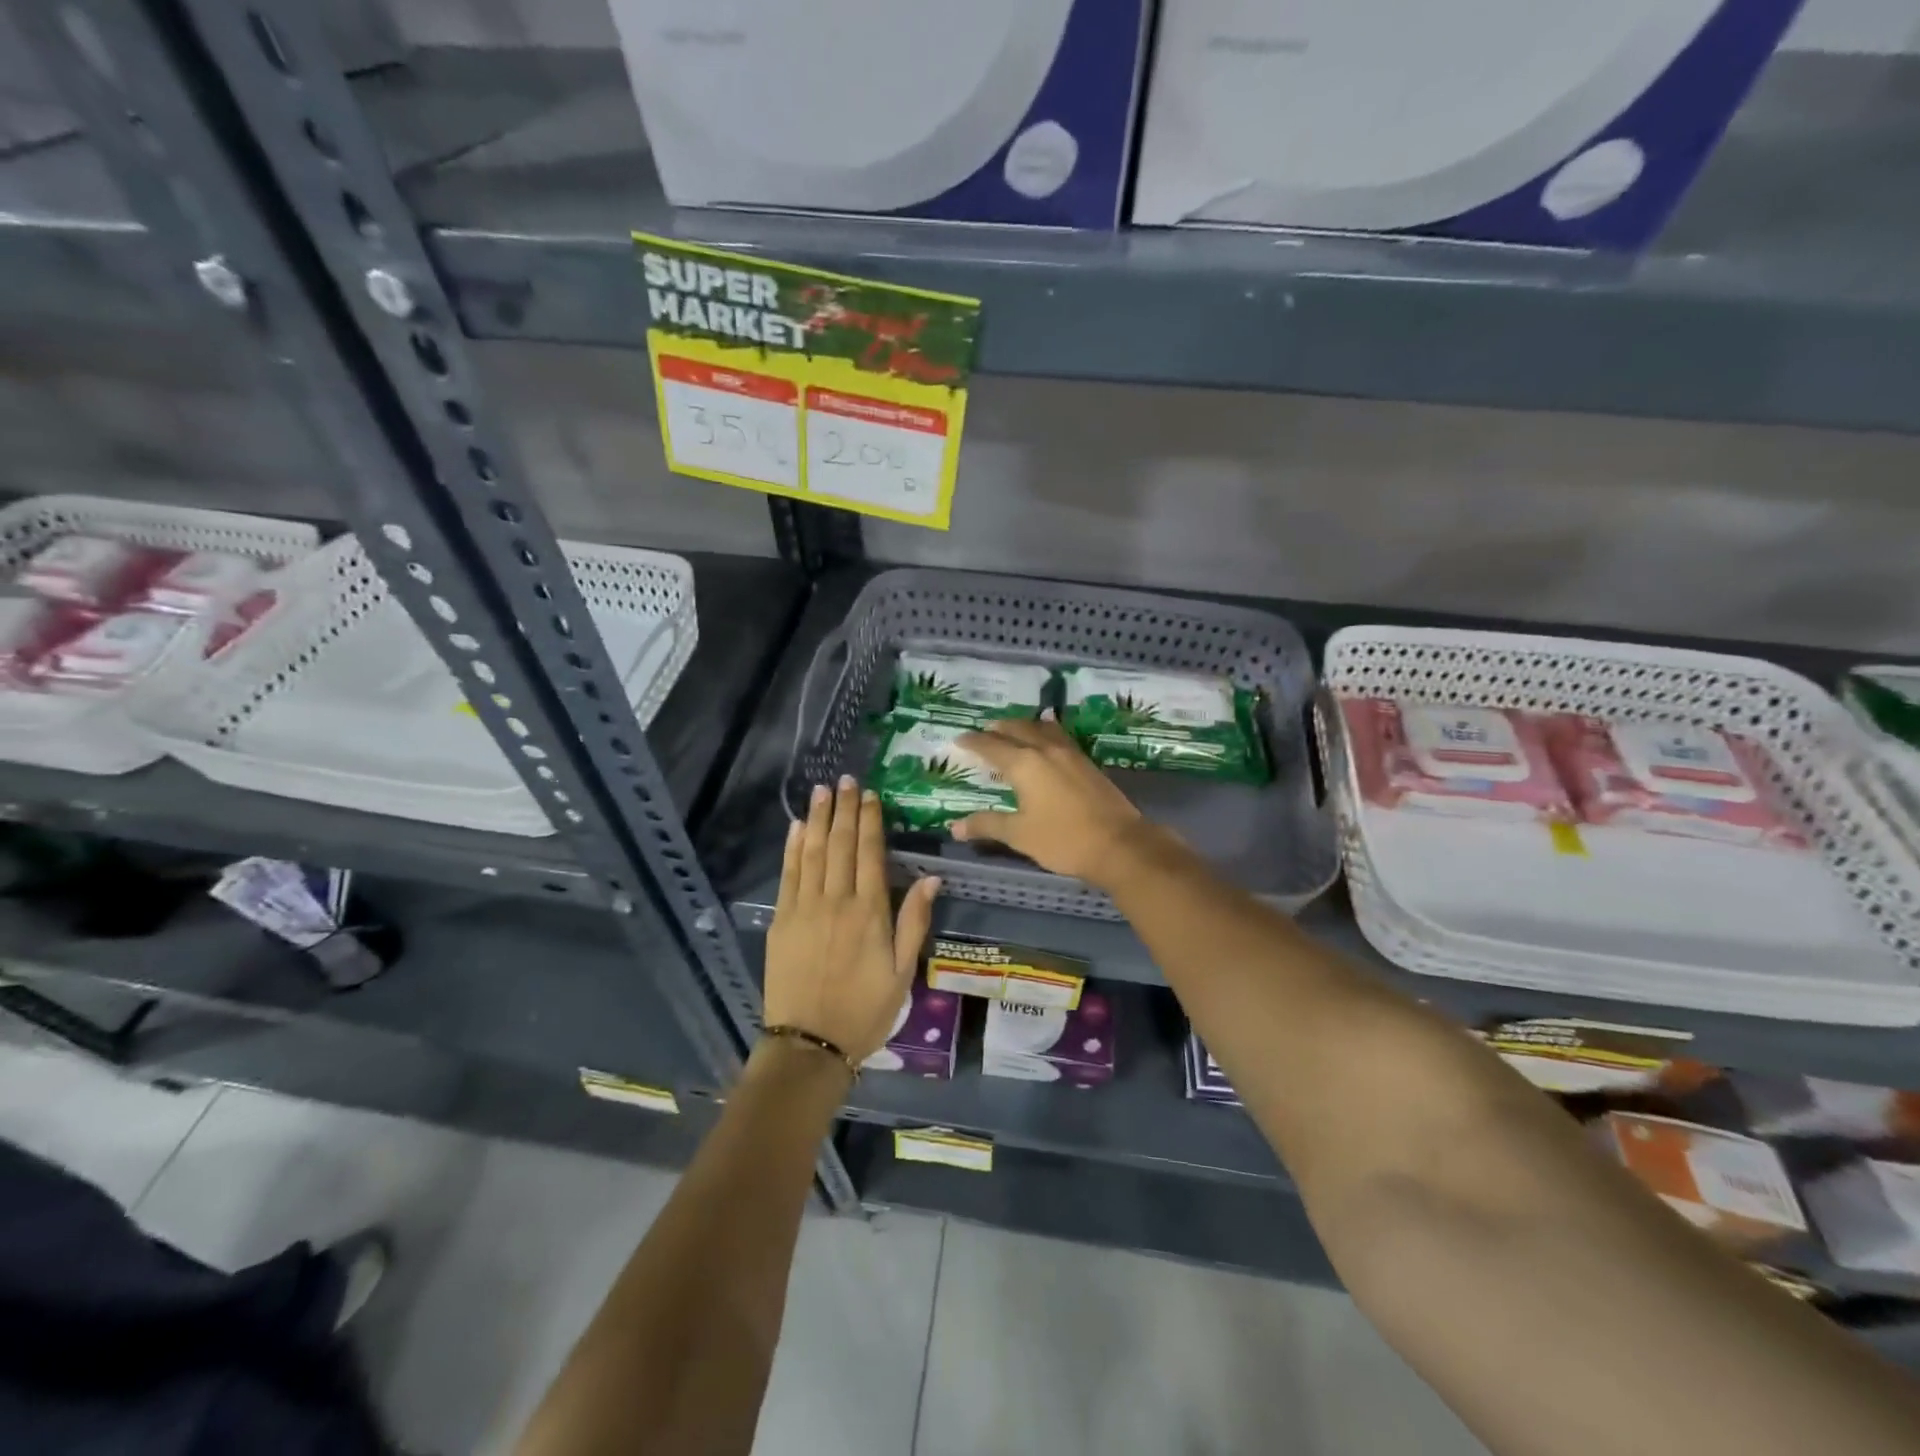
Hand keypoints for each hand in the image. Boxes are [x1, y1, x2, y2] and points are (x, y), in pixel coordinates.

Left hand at [765, 776, 940, 1064]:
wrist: (810, 1044)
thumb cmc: (865, 1010)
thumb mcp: (903, 972)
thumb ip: (915, 922)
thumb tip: (931, 879)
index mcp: (869, 912)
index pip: (870, 853)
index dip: (870, 820)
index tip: (871, 795)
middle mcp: (836, 901)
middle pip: (841, 844)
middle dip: (845, 809)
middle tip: (846, 780)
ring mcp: (804, 908)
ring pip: (813, 852)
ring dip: (819, 818)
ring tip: (822, 790)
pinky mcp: (781, 920)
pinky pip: (788, 874)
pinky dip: (793, 847)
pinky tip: (798, 827)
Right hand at [951, 718, 1148, 887]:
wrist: (1119, 844)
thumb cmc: (1063, 840)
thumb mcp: (1019, 835)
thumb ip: (987, 825)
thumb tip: (955, 826)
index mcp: (1024, 764)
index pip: (991, 746)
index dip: (973, 742)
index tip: (959, 739)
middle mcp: (1045, 750)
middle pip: (1017, 729)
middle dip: (997, 728)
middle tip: (983, 731)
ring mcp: (1070, 753)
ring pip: (1041, 728)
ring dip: (1023, 725)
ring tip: (1013, 728)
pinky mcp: (1087, 762)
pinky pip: (1060, 736)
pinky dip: (1046, 731)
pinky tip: (1048, 737)